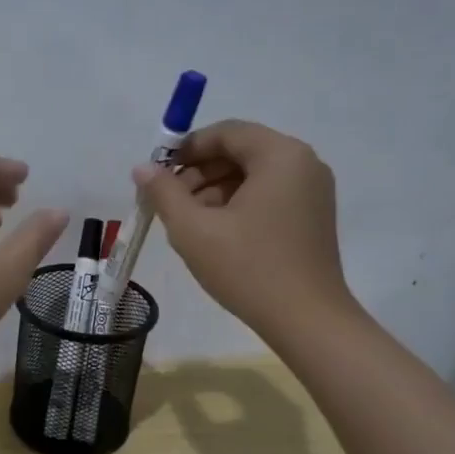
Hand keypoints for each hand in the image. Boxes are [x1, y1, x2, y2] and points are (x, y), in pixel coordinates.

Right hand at [135, 120, 354, 336]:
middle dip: (199, 172)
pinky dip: (237, 205)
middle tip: (169, 202)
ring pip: (252, 175)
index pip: (226, 133)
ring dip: (215, 191)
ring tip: (188, 223)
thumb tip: (142, 168)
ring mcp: (312, 191)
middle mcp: (303, 163)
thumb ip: (164, 192)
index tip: (158, 174)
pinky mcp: (312, 216)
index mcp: (280, 155)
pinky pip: (267, 195)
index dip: (186, 148)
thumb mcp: (193, 229)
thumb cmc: (248, 268)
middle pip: (240, 152)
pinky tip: (215, 234)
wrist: (306, 320)